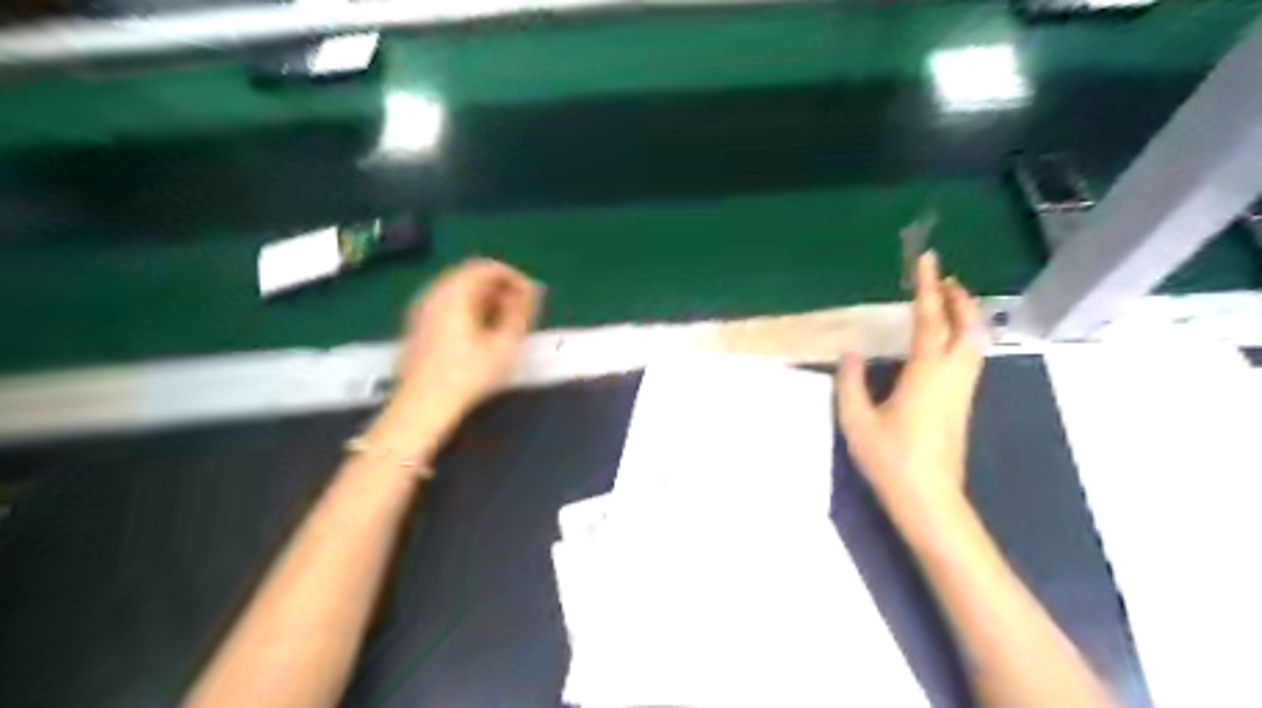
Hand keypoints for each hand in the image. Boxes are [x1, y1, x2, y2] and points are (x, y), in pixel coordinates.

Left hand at [368, 260, 539, 458]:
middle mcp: (435, 293)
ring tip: (505, 320)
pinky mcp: (418, 325)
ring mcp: (422, 308)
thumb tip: (532, 291)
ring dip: (485, 298)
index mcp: (455, 292)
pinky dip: (469, 308)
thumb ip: (520, 312)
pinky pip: (448, 303)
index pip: (488, 267)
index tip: (533, 297)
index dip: (515, 277)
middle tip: (522, 308)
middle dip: (500, 287)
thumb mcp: (504, 344)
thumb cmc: (468, 375)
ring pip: (459, 290)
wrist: (423, 406)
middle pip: (471, 275)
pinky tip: (481, 331)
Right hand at [836, 252, 984, 513]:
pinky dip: (963, 336)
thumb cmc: (891, 458)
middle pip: (967, 326)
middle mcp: (952, 375)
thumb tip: (851, 351)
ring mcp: (962, 390)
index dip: (928, 287)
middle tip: (943, 278)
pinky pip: (970, 357)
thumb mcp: (857, 419)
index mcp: (926, 372)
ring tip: (948, 302)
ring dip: (965, 316)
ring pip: (974, 342)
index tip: (927, 259)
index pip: (930, 319)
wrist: (929, 498)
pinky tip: (946, 342)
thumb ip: (851, 381)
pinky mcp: (962, 404)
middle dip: (958, 298)